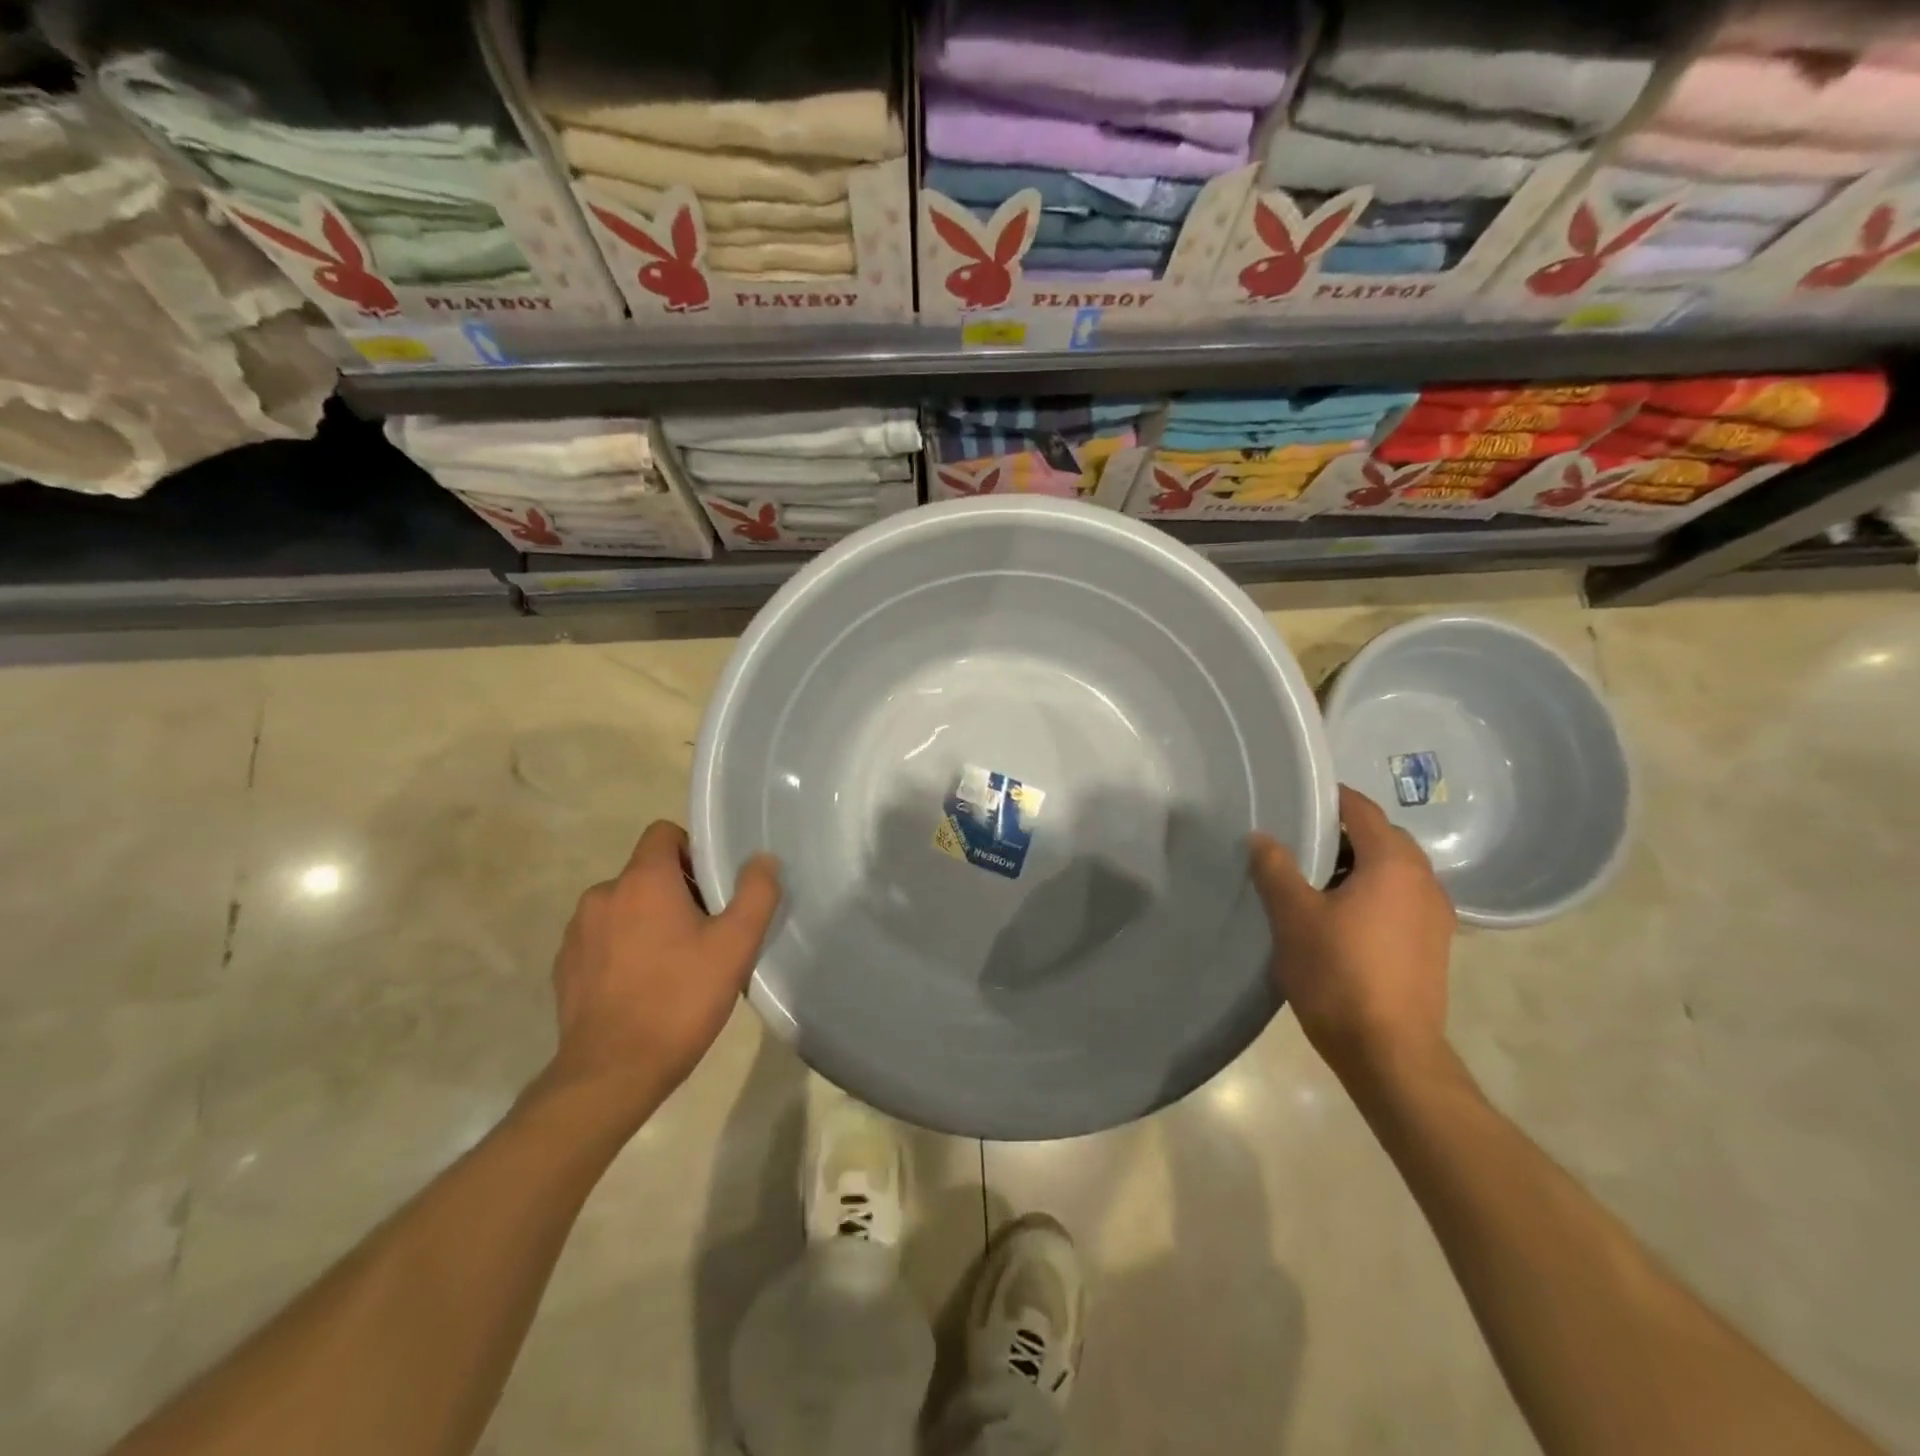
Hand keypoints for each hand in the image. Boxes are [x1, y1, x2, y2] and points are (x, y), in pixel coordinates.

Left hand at [545, 821, 780, 1110]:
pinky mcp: (564, 967)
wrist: (612, 1073)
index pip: (663, 832)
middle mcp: (603, 894)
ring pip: (623, 907)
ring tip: (675, 963)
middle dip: (676, 891)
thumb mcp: (735, 945)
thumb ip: (756, 893)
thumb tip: (763, 859)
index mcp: (643, 880)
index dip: (691, 850)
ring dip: (648, 921)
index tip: (712, 887)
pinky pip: (602, 939)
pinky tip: (643, 987)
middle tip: (705, 933)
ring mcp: (577, 932)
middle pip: (646, 872)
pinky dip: (623, 949)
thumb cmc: (680, 999)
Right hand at [1249, 786, 1454, 1087]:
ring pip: (1392, 871)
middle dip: (1342, 835)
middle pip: (1382, 838)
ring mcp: (1436, 917)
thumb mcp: (1293, 915)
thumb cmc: (1339, 974)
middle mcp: (1425, 881)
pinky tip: (1339, 917)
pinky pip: (1400, 900)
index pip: (1363, 810)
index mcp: (1394, 864)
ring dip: (1357, 866)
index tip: (1295, 801)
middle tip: (1296, 843)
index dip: (1329, 800)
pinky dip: (1371, 893)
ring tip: (1312, 881)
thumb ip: (1276, 868)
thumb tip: (1261, 836)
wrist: (1390, 1053)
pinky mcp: (1433, 946)